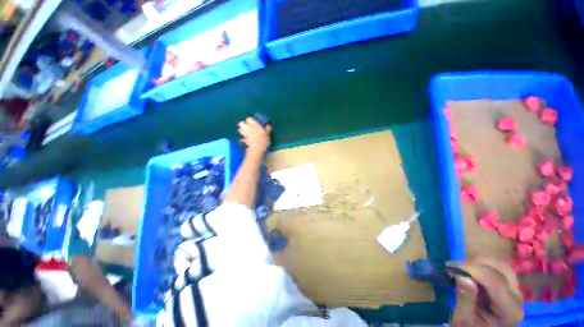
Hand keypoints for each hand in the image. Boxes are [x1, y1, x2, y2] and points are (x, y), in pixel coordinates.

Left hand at [237, 117, 271, 154]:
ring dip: (242, 131)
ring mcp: (245, 135)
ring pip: (240, 130)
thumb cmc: (263, 140)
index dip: (250, 120)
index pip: (249, 119)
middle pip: (241, 124)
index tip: (253, 122)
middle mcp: (247, 128)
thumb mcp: (267, 134)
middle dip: (244, 125)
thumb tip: (269, 125)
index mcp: (253, 125)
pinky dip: (244, 138)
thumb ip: (267, 129)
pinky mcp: (244, 141)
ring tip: (247, 133)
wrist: (257, 150)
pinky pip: (242, 138)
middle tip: (248, 127)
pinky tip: (247, 140)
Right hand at [450, 258, 522, 326]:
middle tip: (454, 267)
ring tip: (461, 269)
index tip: (448, 266)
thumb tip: (461, 276)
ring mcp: (515, 291)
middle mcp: (517, 298)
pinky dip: (482, 265)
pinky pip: (498, 269)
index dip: (470, 269)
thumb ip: (465, 301)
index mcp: (509, 310)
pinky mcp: (509, 287)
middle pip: (500, 269)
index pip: (493, 280)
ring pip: (500, 265)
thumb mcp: (463, 320)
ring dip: (478, 263)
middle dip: (475, 264)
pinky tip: (469, 272)